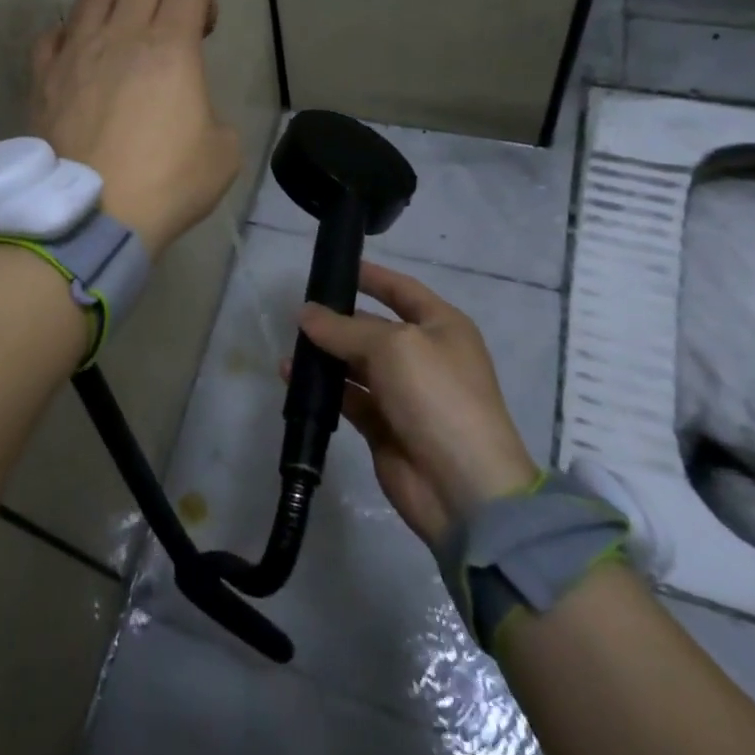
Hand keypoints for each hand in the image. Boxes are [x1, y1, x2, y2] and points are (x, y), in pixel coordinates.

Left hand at [31, 0, 240, 256]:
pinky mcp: (42, 77)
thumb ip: (215, 118)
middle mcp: (120, 37)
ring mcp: (75, 53)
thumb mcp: (223, 155)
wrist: (92, 215)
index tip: (205, 29)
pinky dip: (69, 36)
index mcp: (170, 48)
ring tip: (122, 29)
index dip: (202, 2)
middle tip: (170, 24)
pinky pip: (51, 35)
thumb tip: (194, 113)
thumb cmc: (165, 184)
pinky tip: (78, 56)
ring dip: (116, 2)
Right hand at [296, 261, 538, 545]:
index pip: (402, 290)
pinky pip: (348, 396)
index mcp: (442, 327)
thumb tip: (305, 313)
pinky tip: (292, 376)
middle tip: (298, 310)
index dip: (372, 276)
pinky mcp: (384, 426)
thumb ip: (345, 328)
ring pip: (357, 363)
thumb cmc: (437, 397)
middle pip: (374, 327)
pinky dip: (324, 387)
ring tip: (290, 343)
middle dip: (339, 318)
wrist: (464, 487)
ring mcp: (404, 393)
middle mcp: (424, 355)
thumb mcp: (392, 347)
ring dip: (326, 353)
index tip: (336, 266)